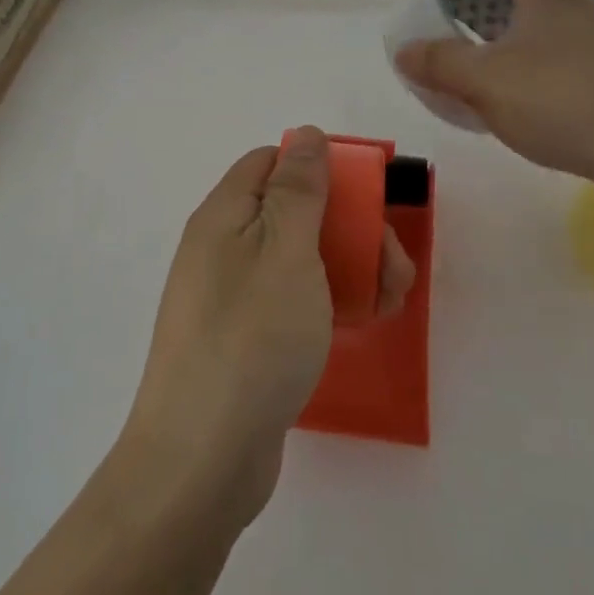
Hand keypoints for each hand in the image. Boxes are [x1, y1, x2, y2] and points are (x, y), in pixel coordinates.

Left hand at [123, 127, 414, 526]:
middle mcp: (222, 249)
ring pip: (300, 259)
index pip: (270, 163)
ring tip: (389, 301)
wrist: (202, 460)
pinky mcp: (245, 340)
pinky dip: (328, 304)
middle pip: (293, 212)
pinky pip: (292, 301)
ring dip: (349, 268)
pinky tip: (359, 325)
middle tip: (391, 266)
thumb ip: (299, 188)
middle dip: (350, 228)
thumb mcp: (286, 250)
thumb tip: (305, 135)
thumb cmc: (251, 339)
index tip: (364, 198)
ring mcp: (232, 297)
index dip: (319, 169)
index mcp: (224, 215)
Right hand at [395, 0, 593, 185]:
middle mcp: (590, 11)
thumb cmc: (557, 101)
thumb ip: (441, 64)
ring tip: (549, 35)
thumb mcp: (483, 83)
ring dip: (570, 18)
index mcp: (549, 1)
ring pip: (593, 17)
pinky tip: (583, 79)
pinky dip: (590, 56)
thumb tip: (404, 50)